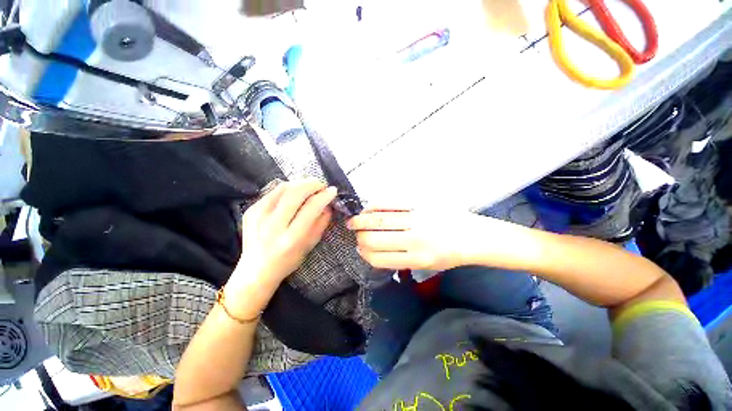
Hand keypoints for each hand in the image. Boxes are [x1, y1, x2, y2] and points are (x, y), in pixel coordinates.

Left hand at [225, 179, 335, 315]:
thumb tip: (328, 205)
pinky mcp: (250, 210)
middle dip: (312, 184)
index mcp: (291, 238)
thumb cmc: (288, 261)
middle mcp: (273, 225)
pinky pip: (273, 192)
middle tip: (321, 185)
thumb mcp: (310, 245)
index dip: (324, 196)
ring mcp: (258, 216)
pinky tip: (294, 193)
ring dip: (300, 183)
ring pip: (283, 188)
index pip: (311, 208)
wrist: (255, 270)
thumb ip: (321, 223)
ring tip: (310, 186)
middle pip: (295, 193)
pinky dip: (287, 189)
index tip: (332, 190)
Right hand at [347, 209, 494, 270]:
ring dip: (361, 220)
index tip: (359, 248)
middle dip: (359, 237)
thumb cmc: (449, 254)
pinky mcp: (420, 203)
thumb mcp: (425, 266)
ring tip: (355, 221)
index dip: (364, 253)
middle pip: (373, 238)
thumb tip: (373, 251)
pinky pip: (389, 203)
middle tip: (356, 233)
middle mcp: (414, 240)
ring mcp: (417, 219)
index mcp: (415, 260)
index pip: (377, 258)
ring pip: (378, 220)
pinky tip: (369, 209)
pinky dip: (374, 206)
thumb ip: (399, 260)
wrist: (474, 236)